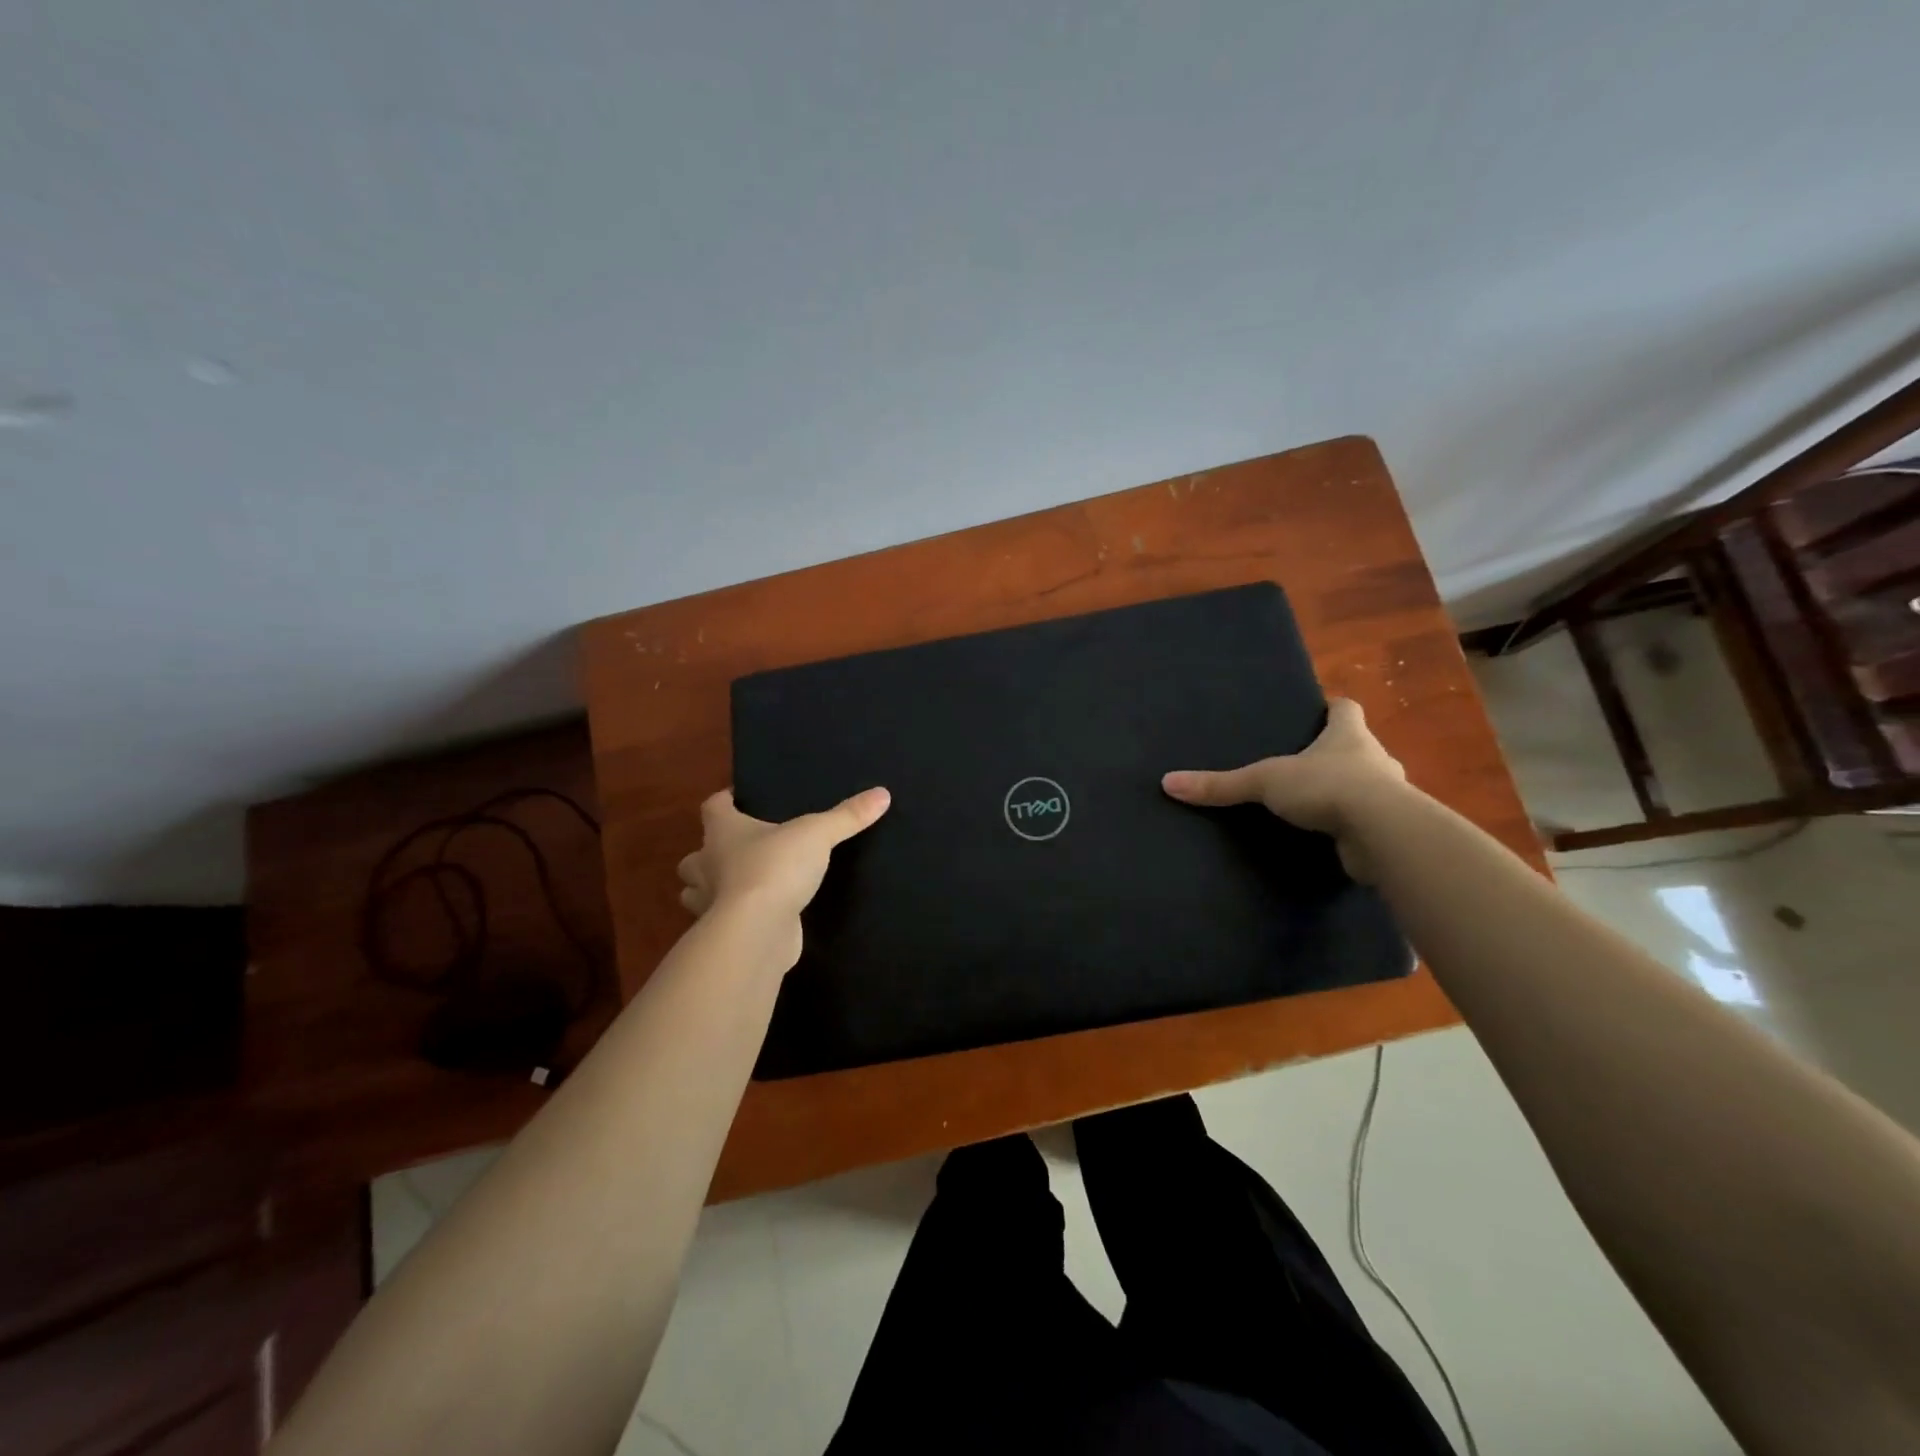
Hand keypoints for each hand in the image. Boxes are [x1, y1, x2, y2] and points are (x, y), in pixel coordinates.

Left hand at [676, 787, 890, 964]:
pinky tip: (752, 917)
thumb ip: (848, 816)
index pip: (712, 806)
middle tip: (737, 851)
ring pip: (696, 891)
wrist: (757, 931)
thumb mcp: (818, 834)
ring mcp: (710, 902)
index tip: (737, 799)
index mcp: (723, 832)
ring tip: (737, 885)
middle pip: (694, 855)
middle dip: (708, 853)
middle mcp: (707, 864)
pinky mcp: (722, 933)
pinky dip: (728, 918)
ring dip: (709, 888)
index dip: (724, 801)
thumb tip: (882, 794)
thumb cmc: (775, 869)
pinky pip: (718, 921)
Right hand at [1161, 698, 1405, 878]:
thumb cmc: (1327, 787)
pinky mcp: (1388, 830)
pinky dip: (1350, 826)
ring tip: (1314, 803)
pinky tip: (1328, 836)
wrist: (1382, 834)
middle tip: (1306, 763)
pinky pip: (1366, 822)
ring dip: (1347, 792)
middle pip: (1358, 748)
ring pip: (1368, 786)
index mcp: (1349, 736)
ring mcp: (1389, 796)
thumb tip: (1168, 783)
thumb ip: (1221, 785)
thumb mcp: (1265, 781)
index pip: (1347, 709)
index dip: (1332, 708)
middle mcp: (1375, 759)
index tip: (1320, 710)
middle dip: (1336, 754)